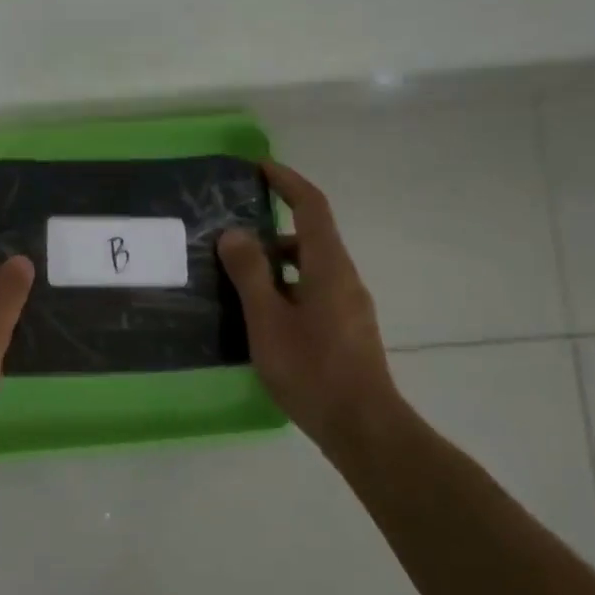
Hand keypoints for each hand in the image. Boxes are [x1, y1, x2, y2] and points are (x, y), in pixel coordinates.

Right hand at [218, 162, 400, 453]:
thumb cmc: (311, 369)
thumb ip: (250, 274)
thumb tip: (235, 233)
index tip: (260, 168)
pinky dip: (286, 287)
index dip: (288, 182)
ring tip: (237, 279)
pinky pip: (313, 291)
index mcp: (329, 267)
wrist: (362, 425)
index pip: (312, 207)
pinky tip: (261, 316)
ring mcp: (349, 306)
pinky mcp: (346, 329)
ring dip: (276, 263)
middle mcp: (344, 278)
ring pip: (310, 268)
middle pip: (310, 237)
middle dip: (273, 227)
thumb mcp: (268, 320)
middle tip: (232, 236)